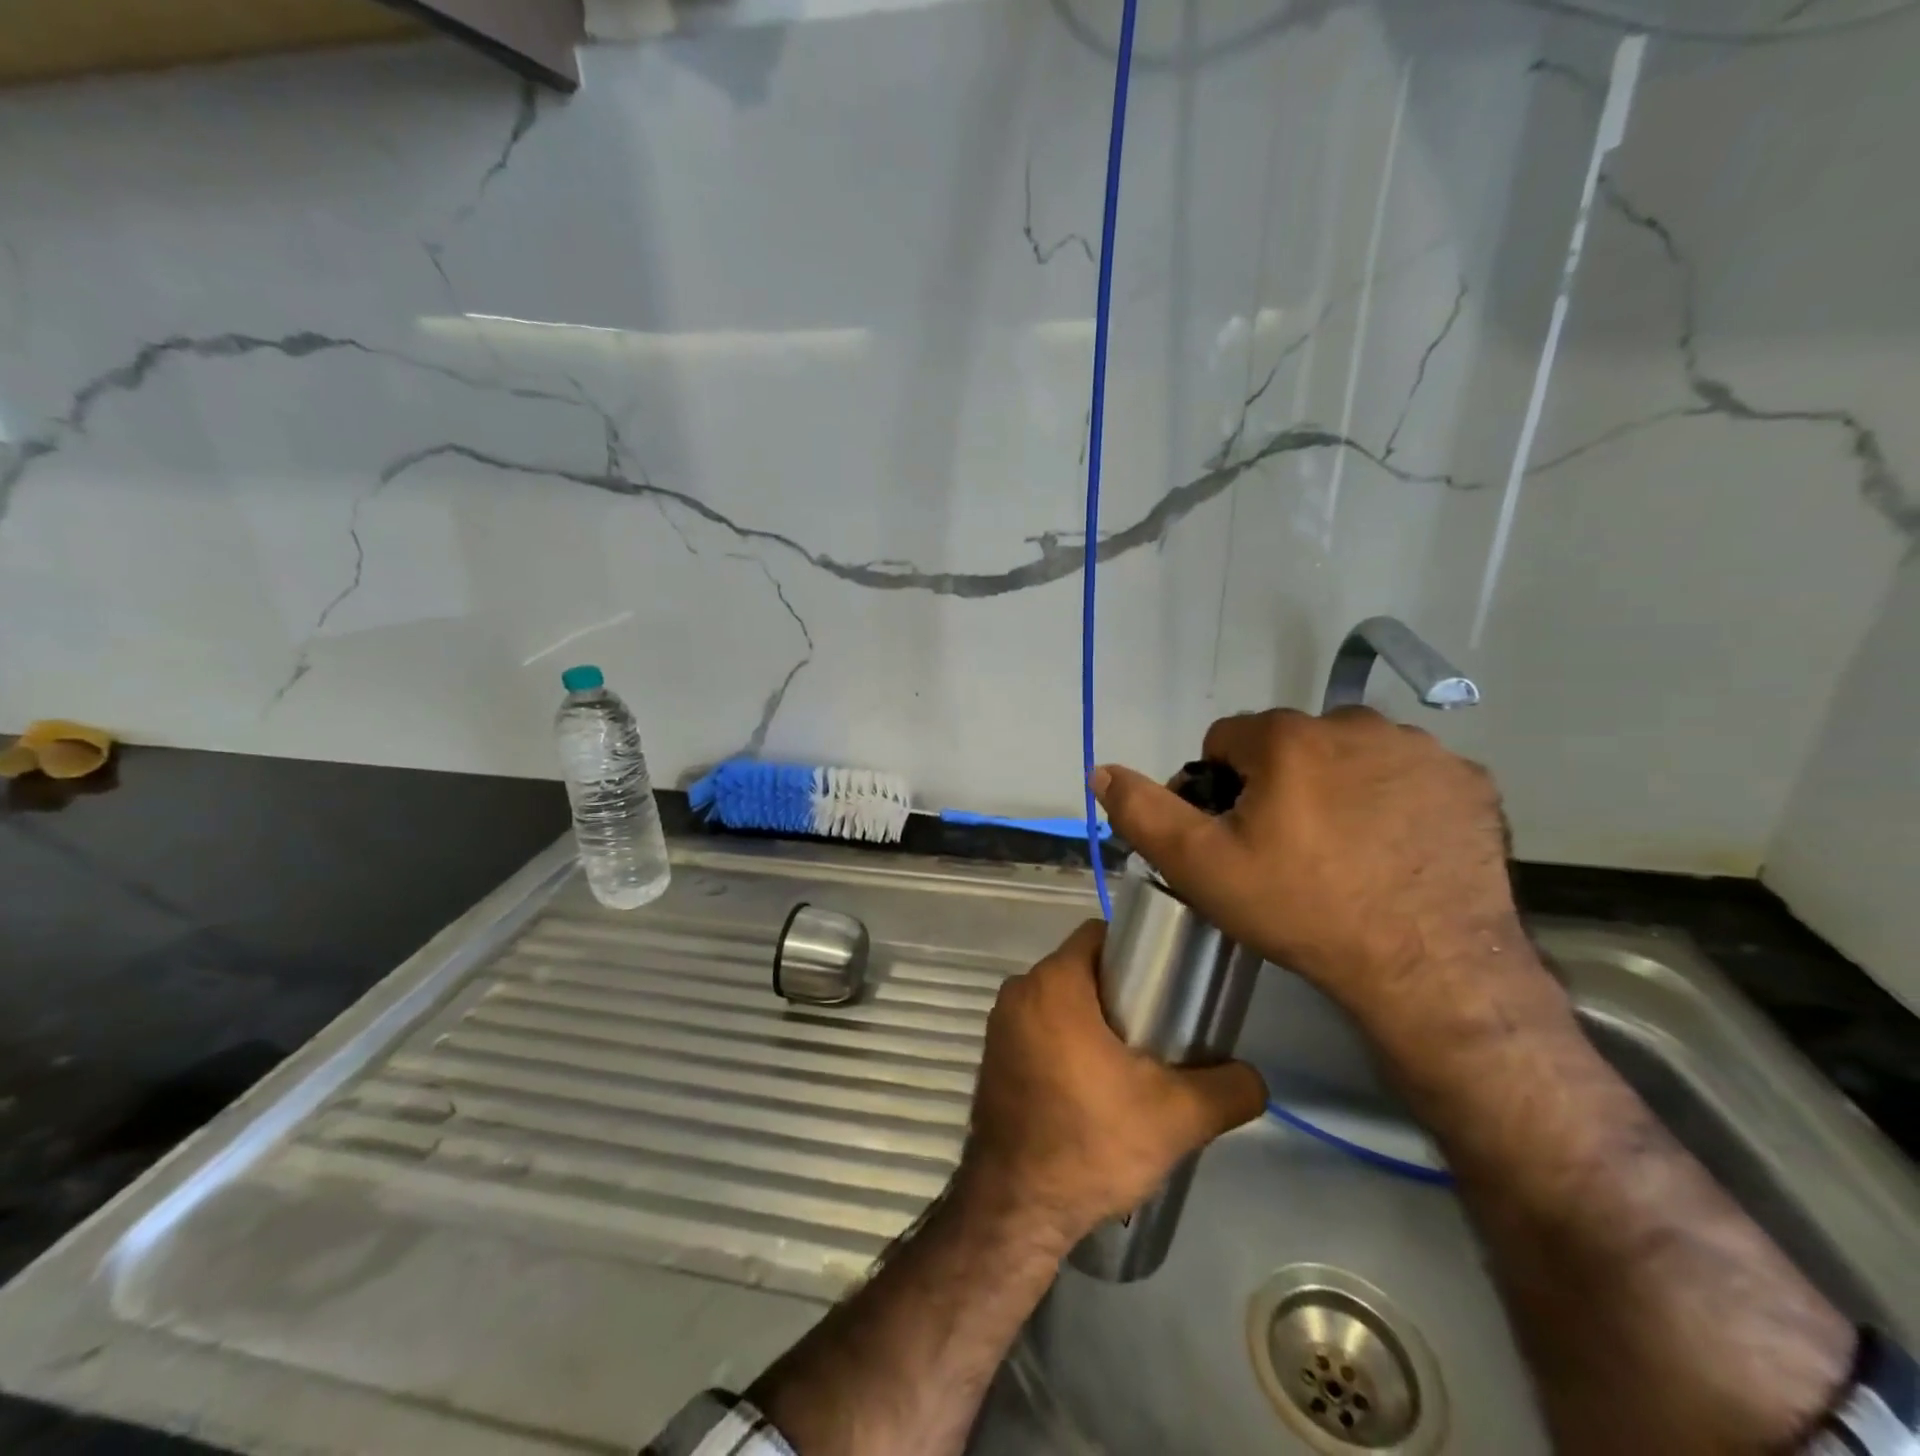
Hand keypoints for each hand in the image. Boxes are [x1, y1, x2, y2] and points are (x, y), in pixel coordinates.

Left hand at [960, 920, 1266, 1247]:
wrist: (1016, 1208)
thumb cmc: (1092, 1144)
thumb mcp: (1177, 1117)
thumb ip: (1228, 1089)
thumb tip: (1253, 1077)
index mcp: (1053, 983)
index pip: (1100, 935)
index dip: (1138, 952)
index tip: (1166, 985)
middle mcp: (1019, 992)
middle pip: (1081, 969)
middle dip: (1120, 991)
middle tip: (1160, 1030)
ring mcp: (1000, 1025)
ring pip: (1060, 1001)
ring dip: (1092, 1020)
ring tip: (1131, 1061)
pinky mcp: (993, 1056)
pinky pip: (1038, 1028)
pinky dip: (1065, 1041)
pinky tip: (1092, 1085)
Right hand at [1092, 708, 1544, 1040]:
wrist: (1428, 967)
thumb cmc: (1301, 909)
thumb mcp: (1200, 867)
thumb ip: (1144, 812)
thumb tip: (1102, 770)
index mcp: (1287, 738)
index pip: (1227, 741)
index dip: (1218, 787)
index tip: (1234, 836)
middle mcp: (1355, 724)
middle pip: (1289, 744)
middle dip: (1277, 783)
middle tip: (1286, 849)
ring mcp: (1421, 750)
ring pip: (1349, 755)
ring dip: (1335, 786)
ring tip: (1342, 851)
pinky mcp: (1468, 781)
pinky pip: (1405, 776)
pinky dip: (1391, 799)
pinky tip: (1392, 849)